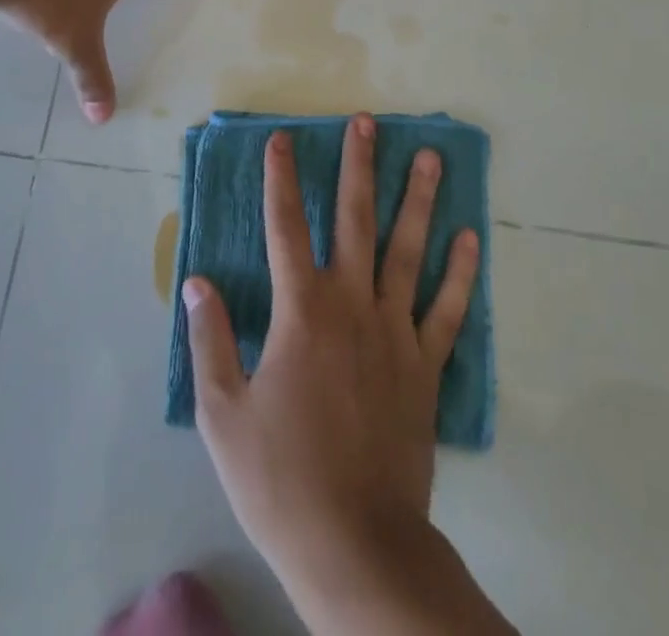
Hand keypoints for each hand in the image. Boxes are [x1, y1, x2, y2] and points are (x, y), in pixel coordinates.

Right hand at [183, 115, 481, 600]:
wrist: (355, 546)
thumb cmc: (280, 478)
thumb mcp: (222, 414)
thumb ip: (209, 340)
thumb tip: (197, 282)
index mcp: (301, 311)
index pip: (284, 227)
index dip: (281, 179)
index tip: (282, 139)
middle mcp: (352, 305)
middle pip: (355, 220)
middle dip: (358, 166)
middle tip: (367, 123)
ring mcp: (395, 332)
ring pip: (408, 251)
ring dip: (419, 201)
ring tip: (430, 158)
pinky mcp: (425, 366)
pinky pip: (448, 310)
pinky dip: (461, 273)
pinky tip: (471, 238)